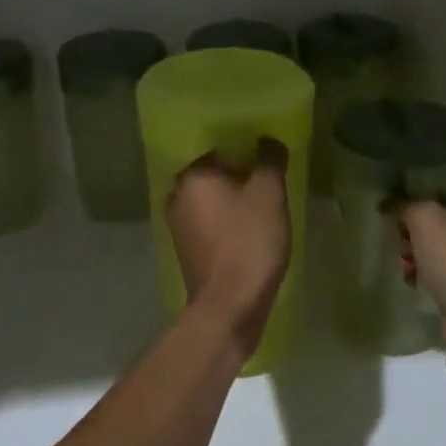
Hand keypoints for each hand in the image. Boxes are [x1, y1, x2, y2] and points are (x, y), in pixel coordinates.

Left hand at [167, 140, 291, 351]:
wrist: (229, 305)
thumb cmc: (248, 242)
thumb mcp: (269, 194)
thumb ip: (269, 161)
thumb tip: (268, 140)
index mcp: (192, 176)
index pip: (219, 149)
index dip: (246, 151)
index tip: (268, 160)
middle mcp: (177, 196)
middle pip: (213, 175)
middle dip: (239, 177)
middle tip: (269, 183)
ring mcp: (178, 226)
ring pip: (211, 201)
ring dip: (233, 201)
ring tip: (263, 207)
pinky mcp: (186, 250)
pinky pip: (209, 225)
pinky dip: (226, 223)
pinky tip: (249, 232)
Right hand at [396, 200, 445, 360]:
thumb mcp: (424, 219)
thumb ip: (405, 207)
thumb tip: (390, 205)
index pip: (443, 198)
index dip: (417, 206)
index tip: (397, 220)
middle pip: (440, 227)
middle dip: (414, 236)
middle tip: (401, 245)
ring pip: (440, 253)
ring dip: (417, 258)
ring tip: (404, 268)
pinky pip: (444, 276)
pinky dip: (427, 278)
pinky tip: (414, 284)